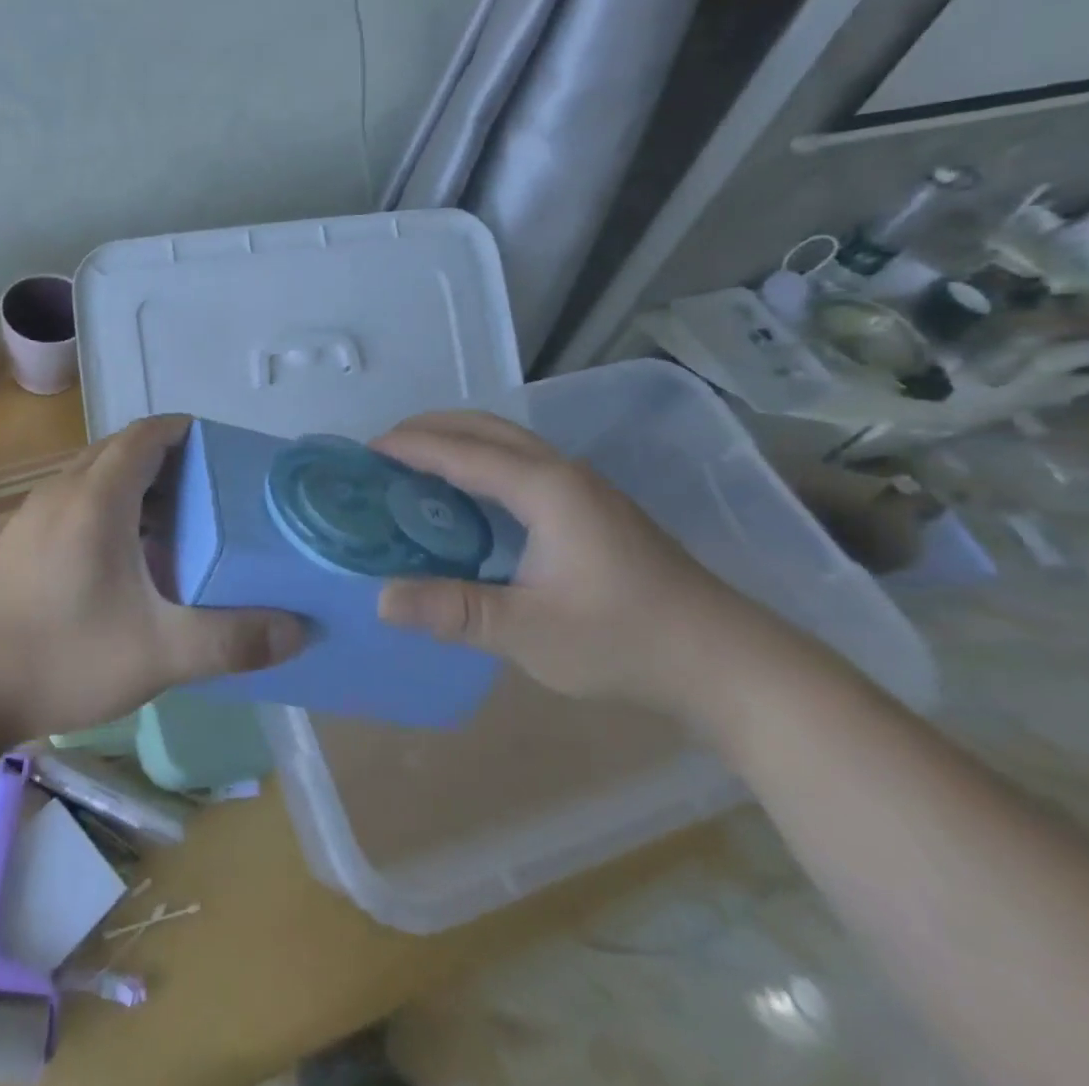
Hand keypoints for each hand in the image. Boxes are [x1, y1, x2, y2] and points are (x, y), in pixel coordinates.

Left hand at [0, 414, 304, 740]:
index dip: (185, 431)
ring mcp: (33, 514)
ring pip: (93, 474)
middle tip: (208, 491)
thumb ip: (233, 639)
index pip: (147, 434)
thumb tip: (298, 630)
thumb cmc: (65, 657)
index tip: (221, 451)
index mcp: (98, 497)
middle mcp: (63, 490)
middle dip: (166, 458)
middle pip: (120, 449)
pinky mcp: (18, 540)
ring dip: (133, 483)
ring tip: (173, 522)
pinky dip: (106, 506)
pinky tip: (121, 556)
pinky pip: (72, 500)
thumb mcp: (161, 653)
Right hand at [372, 411, 781, 721]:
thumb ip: (453, 610)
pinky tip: (469, 498)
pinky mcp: (593, 507)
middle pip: (485, 428)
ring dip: (458, 441)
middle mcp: (562, 472)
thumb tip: (380, 599)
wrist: (725, 659)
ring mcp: (583, 487)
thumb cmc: (624, 640)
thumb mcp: (529, 631)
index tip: (363, 451)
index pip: (461, 452)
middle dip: (430, 428)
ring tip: (415, 464)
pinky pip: (522, 463)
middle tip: (382, 451)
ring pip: (507, 442)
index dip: (410, 447)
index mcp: (545, 488)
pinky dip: (481, 462)